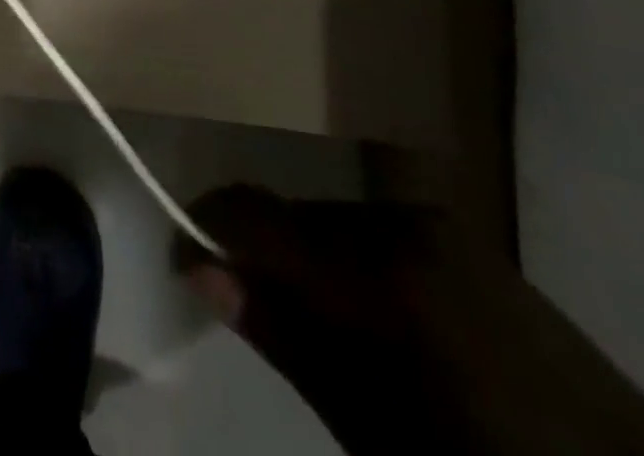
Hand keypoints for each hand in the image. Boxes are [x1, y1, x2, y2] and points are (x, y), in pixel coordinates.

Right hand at [175, 187, 643, 455]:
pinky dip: (350, 260)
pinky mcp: (459, 232)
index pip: (253, 213)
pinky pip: (374, 228)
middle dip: (260, 251)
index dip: (205, 225)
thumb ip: (284, 335)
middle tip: (249, 304)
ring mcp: (433, 220)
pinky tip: (371, 311)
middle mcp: (396, 221)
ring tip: (317, 320)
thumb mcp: (372, 430)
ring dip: (307, 258)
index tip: (183, 259)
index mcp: (373, 269)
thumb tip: (200, 267)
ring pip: (330, 220)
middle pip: (292, 215)